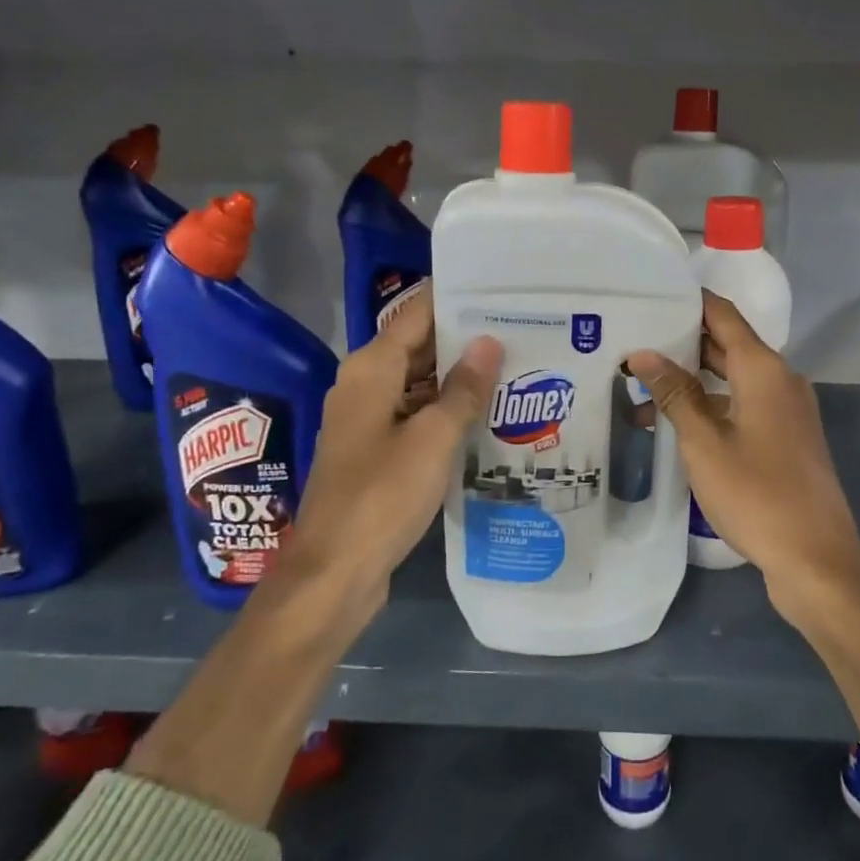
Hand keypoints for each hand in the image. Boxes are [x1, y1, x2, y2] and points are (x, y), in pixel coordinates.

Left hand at [271, 288, 501, 638]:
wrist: (335, 571)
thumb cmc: (381, 496)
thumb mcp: (431, 439)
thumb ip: (462, 389)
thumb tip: (489, 342)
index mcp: (371, 370)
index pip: (416, 314)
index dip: (455, 299)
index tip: (500, 290)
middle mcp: (366, 386)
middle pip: (419, 347)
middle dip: (466, 339)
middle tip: (524, 329)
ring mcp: (371, 420)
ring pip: (421, 384)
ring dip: (461, 378)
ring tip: (517, 366)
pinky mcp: (378, 451)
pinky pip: (417, 416)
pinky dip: (448, 411)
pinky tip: (488, 415)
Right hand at [627, 292, 859, 627]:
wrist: (815, 558)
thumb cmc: (756, 495)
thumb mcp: (705, 443)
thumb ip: (675, 394)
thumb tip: (643, 354)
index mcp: (764, 370)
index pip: (723, 316)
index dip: (689, 302)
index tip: (650, 294)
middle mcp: (780, 380)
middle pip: (727, 346)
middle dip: (681, 343)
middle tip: (632, 341)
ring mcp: (786, 411)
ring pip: (732, 381)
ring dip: (691, 382)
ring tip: (639, 388)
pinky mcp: (786, 439)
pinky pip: (742, 407)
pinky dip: (710, 407)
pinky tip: (674, 424)